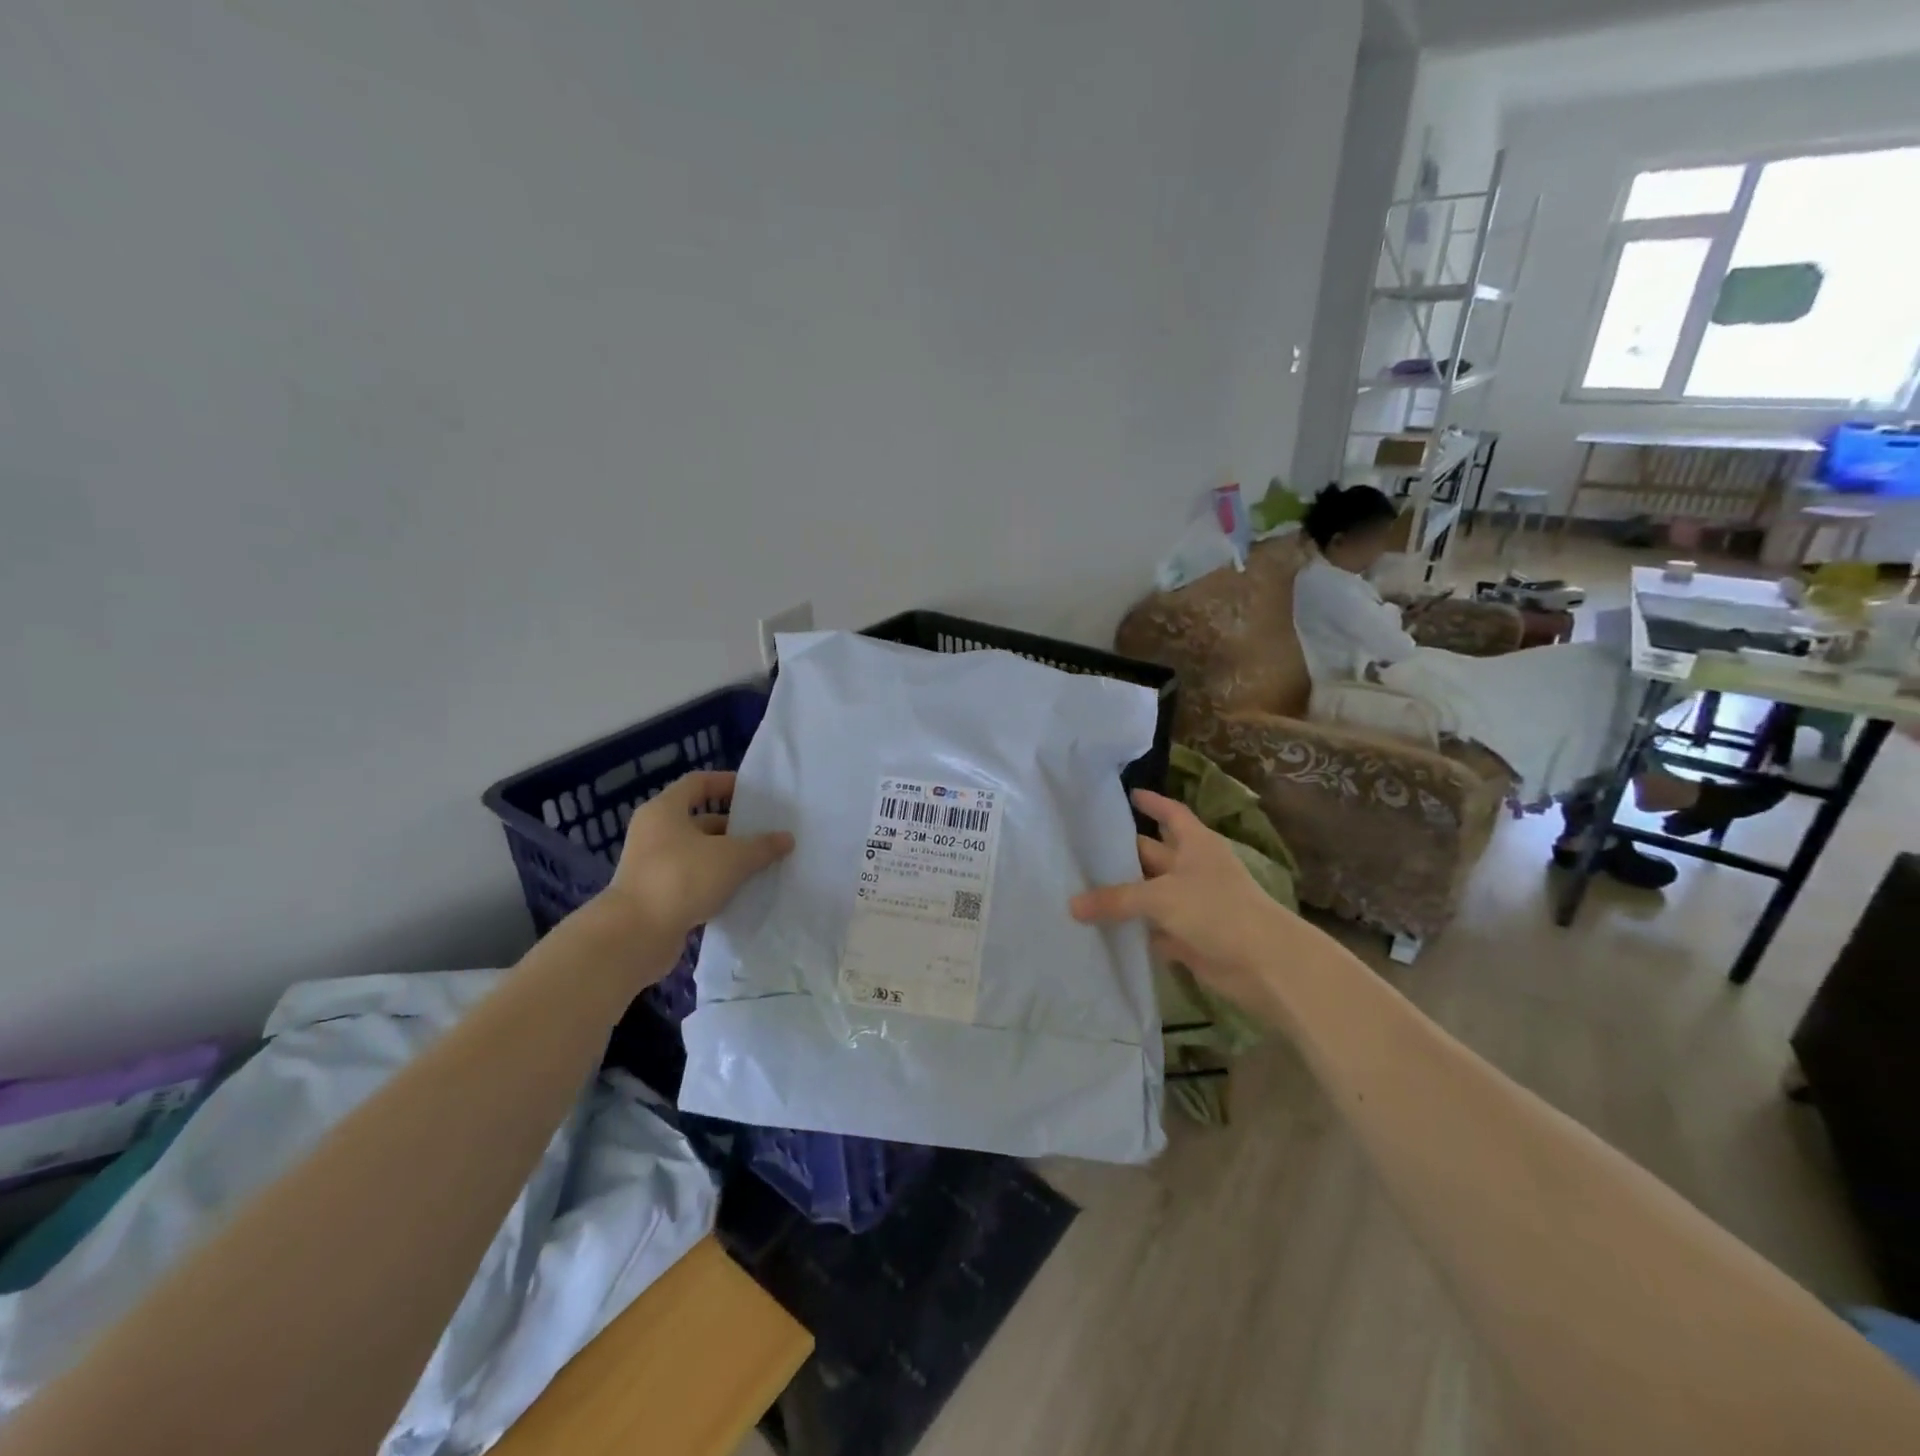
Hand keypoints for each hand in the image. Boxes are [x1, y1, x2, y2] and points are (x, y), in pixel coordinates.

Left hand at [605, 771, 793, 936]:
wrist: (635, 935)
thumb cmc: (682, 878)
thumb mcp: (732, 858)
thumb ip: (762, 846)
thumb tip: (786, 838)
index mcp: (665, 811)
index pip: (698, 783)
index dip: (726, 783)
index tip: (753, 792)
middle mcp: (654, 833)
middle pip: (699, 821)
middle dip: (733, 827)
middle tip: (765, 834)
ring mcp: (652, 866)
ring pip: (697, 853)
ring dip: (726, 858)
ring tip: (760, 865)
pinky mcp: (655, 895)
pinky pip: (691, 880)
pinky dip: (714, 883)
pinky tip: (739, 892)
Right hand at [1069, 789, 1301, 1010]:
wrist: (1265, 965)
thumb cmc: (1217, 910)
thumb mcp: (1161, 897)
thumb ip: (1116, 899)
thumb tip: (1072, 905)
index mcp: (1196, 844)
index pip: (1171, 814)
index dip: (1152, 803)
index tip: (1127, 795)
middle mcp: (1193, 869)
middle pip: (1152, 854)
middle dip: (1122, 852)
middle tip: (1082, 848)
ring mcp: (1192, 904)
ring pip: (1149, 894)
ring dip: (1123, 894)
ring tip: (1080, 886)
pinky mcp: (1188, 937)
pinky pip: (1152, 928)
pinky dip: (1132, 929)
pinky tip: (1100, 928)